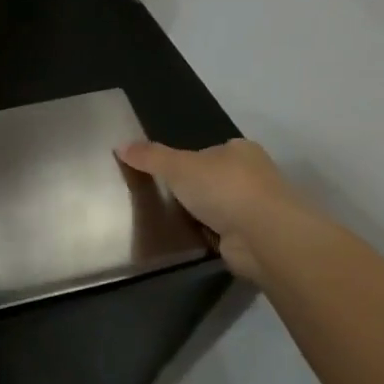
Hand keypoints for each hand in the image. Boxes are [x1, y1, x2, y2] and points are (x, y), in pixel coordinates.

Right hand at [117, 137, 308, 285]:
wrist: (264, 236)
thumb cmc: (223, 188)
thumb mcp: (177, 166)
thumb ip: (150, 156)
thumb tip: (119, 145)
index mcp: (241, 150)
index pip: (208, 152)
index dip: (185, 161)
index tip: (164, 175)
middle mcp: (254, 176)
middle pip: (214, 179)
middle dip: (193, 190)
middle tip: (162, 198)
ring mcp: (257, 208)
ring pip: (219, 207)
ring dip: (201, 214)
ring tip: (169, 221)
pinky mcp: (255, 237)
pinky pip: (223, 232)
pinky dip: (209, 235)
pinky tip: (190, 239)